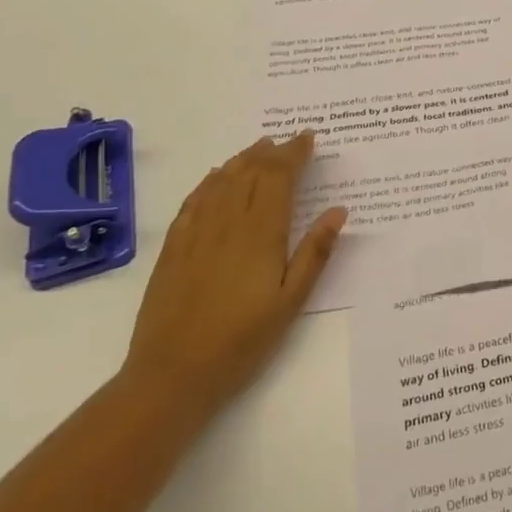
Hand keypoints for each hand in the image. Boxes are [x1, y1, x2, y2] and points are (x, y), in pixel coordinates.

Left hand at [122, 131, 346, 414]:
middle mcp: (227, 222)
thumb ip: (315, 252)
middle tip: (288, 140)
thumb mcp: (291, 301)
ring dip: (242, 159)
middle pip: (250, 172)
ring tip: (258, 148)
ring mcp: (196, 233)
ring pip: (221, 180)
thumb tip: (338, 210)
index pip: (278, 177)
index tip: (309, 138)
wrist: (172, 374)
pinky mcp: (174, 248)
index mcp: (261, 232)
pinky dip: (210, 181)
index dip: (294, 153)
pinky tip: (216, 177)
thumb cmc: (242, 340)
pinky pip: (194, 200)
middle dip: (271, 151)